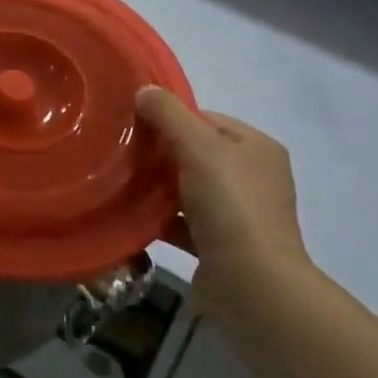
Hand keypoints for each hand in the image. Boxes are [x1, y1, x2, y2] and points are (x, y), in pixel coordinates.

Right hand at [136, 88, 307, 299]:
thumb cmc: (230, 205)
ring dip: (158, 187)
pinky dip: (161, 219)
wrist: (252, 287)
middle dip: (161, 153)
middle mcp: (253, 177)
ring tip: (120, 182)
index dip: (171, 119)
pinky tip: (131, 216)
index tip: (134, 125)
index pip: (207, 119)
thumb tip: (144, 90)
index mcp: (257, 147)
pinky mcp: (222, 248)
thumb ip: (168, 114)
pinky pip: (184, 223)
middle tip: (122, 152)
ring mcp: (240, 215)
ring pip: (189, 189)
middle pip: (197, 153)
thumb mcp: (198, 146)